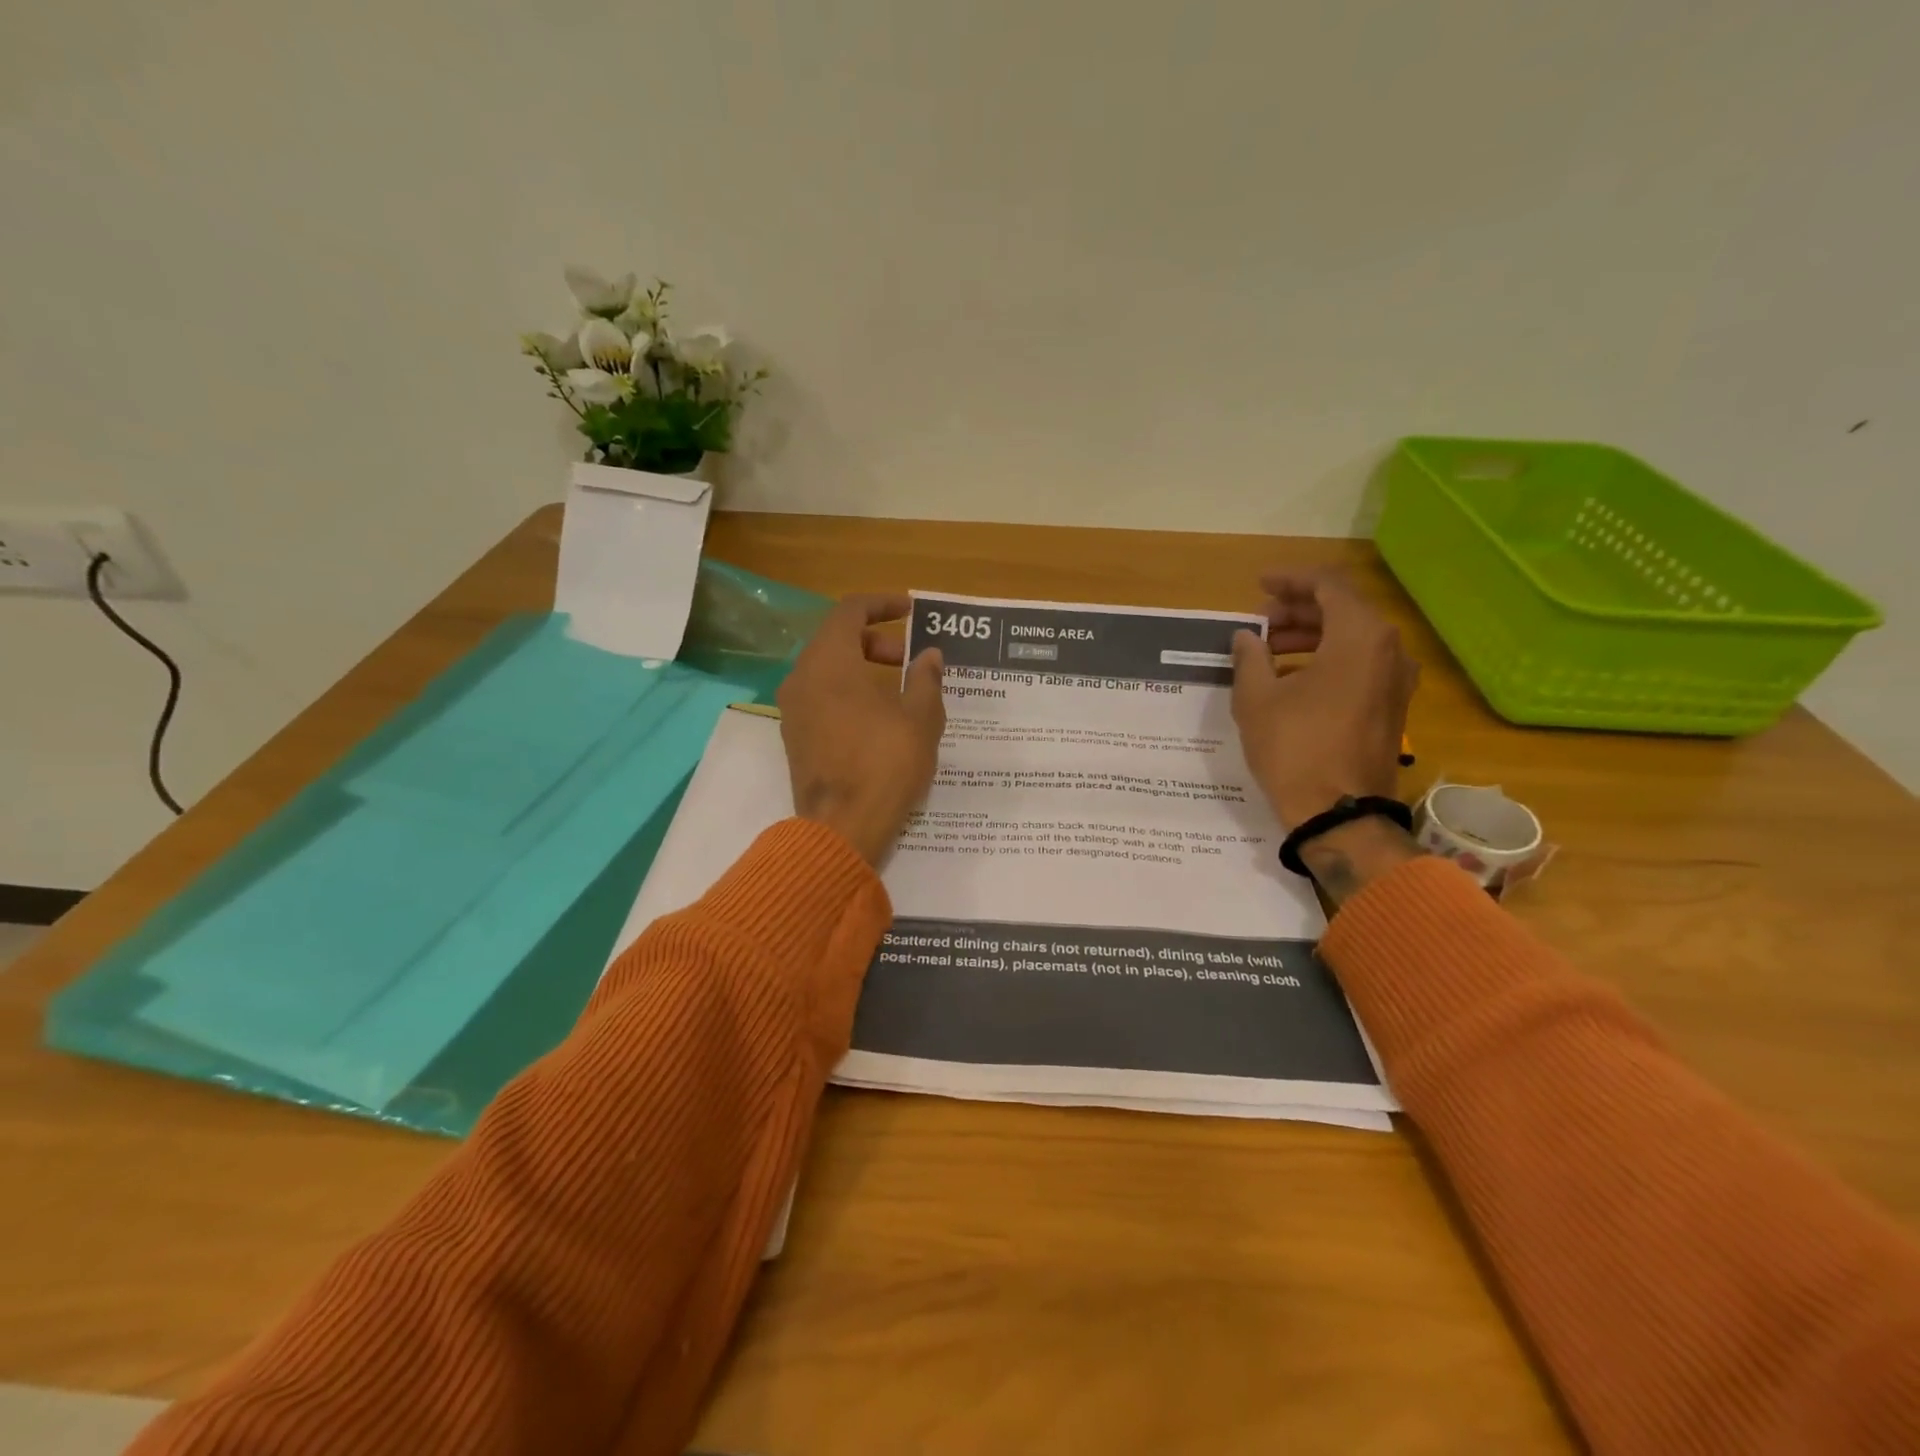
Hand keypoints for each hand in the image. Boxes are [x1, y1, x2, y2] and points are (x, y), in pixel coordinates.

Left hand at [776, 594, 945, 864]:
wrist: (841, 828)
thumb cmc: (885, 764)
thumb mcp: (920, 718)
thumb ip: (926, 679)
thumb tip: (929, 655)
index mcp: (829, 661)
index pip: (850, 611)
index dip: (882, 604)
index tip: (911, 610)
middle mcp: (802, 677)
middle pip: (836, 640)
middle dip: (875, 641)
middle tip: (909, 660)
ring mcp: (793, 710)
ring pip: (827, 671)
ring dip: (862, 670)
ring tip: (899, 693)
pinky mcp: (794, 738)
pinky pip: (821, 698)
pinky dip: (848, 694)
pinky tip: (878, 720)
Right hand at [1230, 572, 1418, 827]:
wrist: (1339, 814)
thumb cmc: (1295, 748)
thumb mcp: (1257, 699)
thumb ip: (1250, 657)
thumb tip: (1247, 637)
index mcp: (1360, 636)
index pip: (1327, 585)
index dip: (1290, 580)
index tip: (1258, 586)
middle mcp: (1389, 649)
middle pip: (1343, 609)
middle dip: (1297, 610)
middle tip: (1258, 623)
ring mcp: (1396, 680)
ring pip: (1352, 638)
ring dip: (1310, 636)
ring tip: (1268, 650)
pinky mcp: (1392, 706)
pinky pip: (1360, 665)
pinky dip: (1326, 659)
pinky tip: (1292, 678)